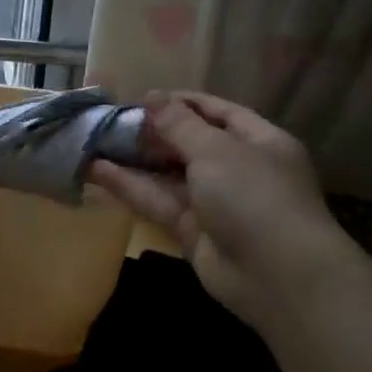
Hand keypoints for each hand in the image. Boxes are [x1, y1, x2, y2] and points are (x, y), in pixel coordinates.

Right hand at [92, 93, 343, 320]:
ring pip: (168, 174)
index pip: (217, 112)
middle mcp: (238, 169)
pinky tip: (97, 170)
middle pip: (189, 143)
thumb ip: (179, 124)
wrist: (277, 277)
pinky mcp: (191, 231)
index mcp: (259, 141)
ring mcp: (214, 202)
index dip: (180, 102)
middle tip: (109, 120)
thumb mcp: (216, 150)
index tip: (140, 97)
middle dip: (151, 132)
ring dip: (134, 159)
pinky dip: (130, 186)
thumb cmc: (254, 196)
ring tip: (93, 141)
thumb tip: (152, 95)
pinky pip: (159, 201)